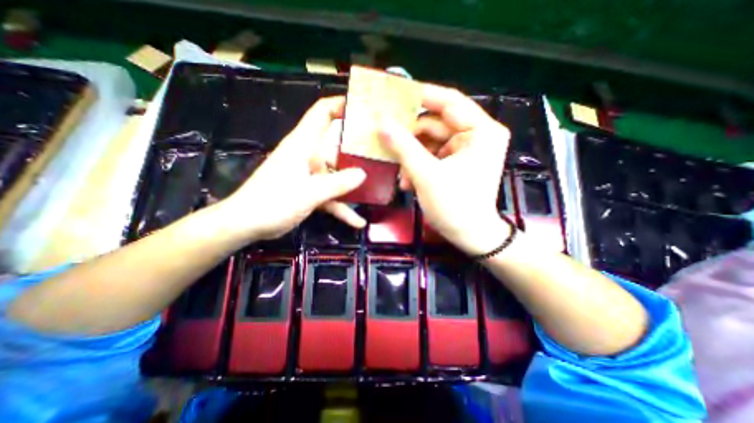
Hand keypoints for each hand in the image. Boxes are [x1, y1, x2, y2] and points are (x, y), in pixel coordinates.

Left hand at [217, 96, 367, 240]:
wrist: (247, 224)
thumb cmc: (274, 202)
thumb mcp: (310, 192)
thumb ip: (338, 183)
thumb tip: (364, 174)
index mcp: (304, 144)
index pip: (322, 113)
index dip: (340, 105)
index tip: (364, 108)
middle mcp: (309, 155)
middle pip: (337, 144)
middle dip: (358, 148)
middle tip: (383, 153)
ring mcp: (311, 174)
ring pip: (338, 172)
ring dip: (354, 181)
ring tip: (379, 186)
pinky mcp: (311, 191)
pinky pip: (332, 196)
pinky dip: (343, 207)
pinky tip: (358, 222)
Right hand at [380, 83, 508, 253]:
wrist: (470, 236)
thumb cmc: (454, 206)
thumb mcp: (426, 175)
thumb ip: (403, 146)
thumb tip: (381, 122)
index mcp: (481, 131)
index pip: (449, 101)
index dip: (421, 96)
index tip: (394, 95)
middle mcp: (477, 135)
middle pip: (436, 124)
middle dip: (410, 137)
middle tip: (386, 140)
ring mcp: (466, 149)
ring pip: (430, 142)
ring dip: (411, 156)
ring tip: (399, 173)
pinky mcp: (457, 162)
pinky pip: (432, 155)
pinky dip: (418, 165)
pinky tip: (408, 181)